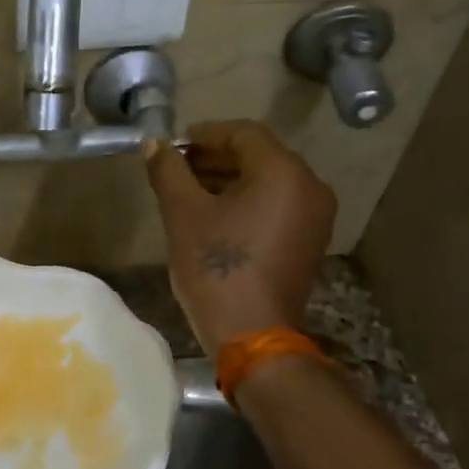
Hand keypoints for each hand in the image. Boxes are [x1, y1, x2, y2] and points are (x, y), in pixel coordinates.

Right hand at [143, 120, 336, 352]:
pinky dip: (248, 200)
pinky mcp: (309, 240)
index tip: (174, 145)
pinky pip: (278, 204)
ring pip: (269, 181)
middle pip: (259, 155)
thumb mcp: (183, 214)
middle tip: (178, 167)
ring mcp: (315, 216)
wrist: (252, 334)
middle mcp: (309, 186)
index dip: (206, 134)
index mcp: (283, 173)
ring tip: (190, 191)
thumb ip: (168, 171)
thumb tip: (154, 144)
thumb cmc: (216, 268)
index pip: (244, 133)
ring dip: (230, 179)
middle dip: (216, 157)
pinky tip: (215, 215)